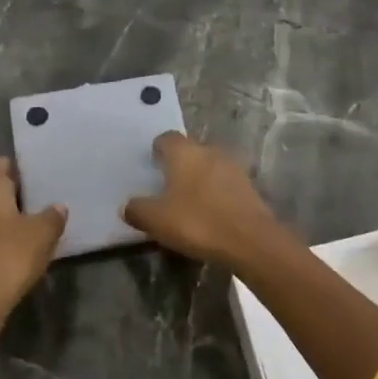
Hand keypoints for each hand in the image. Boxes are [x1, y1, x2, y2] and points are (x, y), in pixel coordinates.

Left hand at [0, 157, 66, 321]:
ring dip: (3, 214)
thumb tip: (58, 206)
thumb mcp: (42, 234)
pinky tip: (12, 245)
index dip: (22, 170)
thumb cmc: (9, 255)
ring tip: (30, 224)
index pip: (3, 162)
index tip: (42, 181)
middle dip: (13, 192)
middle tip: (40, 202)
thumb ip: (52, 216)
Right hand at [123, 133, 289, 272]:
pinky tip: (210, 212)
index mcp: (184, 152)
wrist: (250, 240)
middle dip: (179, 165)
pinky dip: (216, 193)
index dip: (158, 150)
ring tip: (189, 202)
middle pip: (190, 151)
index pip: (167, 138)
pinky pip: (225, 183)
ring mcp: (233, 167)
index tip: (152, 165)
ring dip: (199, 179)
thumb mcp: (156, 220)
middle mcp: (209, 151)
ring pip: (209, 166)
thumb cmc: (197, 222)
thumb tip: (127, 205)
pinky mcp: (249, 186)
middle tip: (167, 187)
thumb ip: (137, 209)